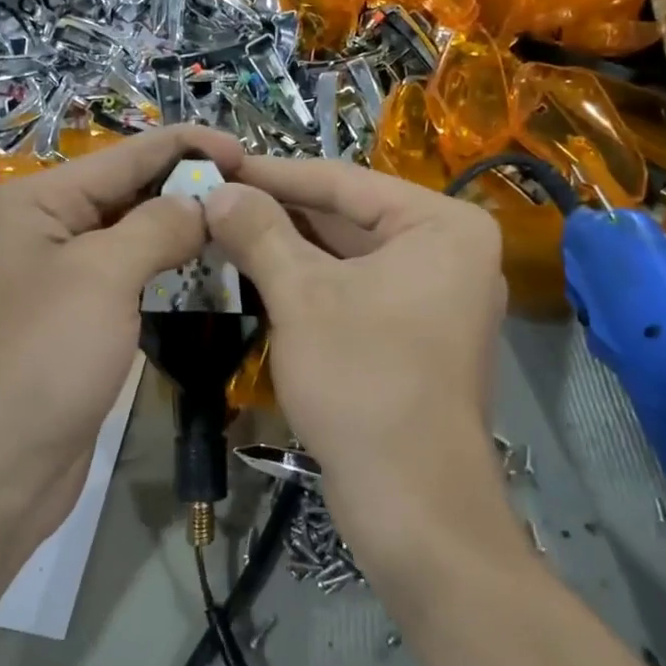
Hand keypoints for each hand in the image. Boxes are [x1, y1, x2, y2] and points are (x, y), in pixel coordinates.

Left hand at [0, 126, 243, 549]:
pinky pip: (123, 278)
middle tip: (252, 194)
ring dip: (177, 231)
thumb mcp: (104, 276)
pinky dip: (161, 270)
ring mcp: (53, 278)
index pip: (123, 156)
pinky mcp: (71, 320)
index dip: (186, 147)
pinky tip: (202, 270)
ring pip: (127, 237)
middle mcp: (38, 230)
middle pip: (124, 192)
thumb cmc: (45, 358)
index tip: (246, 152)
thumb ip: (158, 226)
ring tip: (237, 227)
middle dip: (184, 189)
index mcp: (32, 202)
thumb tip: (202, 204)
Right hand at [202, 158, 510, 570]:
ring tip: (224, 230)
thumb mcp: (302, 296)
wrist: (413, 502)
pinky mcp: (417, 335)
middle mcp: (450, 252)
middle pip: (348, 217)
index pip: (344, 182)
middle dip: (278, 212)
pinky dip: (309, 282)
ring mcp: (437, 296)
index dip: (274, 173)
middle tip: (214, 199)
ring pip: (348, 256)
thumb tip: (218, 190)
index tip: (219, 163)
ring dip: (287, 247)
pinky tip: (258, 273)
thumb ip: (259, 232)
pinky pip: (355, 290)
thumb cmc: (363, 383)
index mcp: (443, 226)